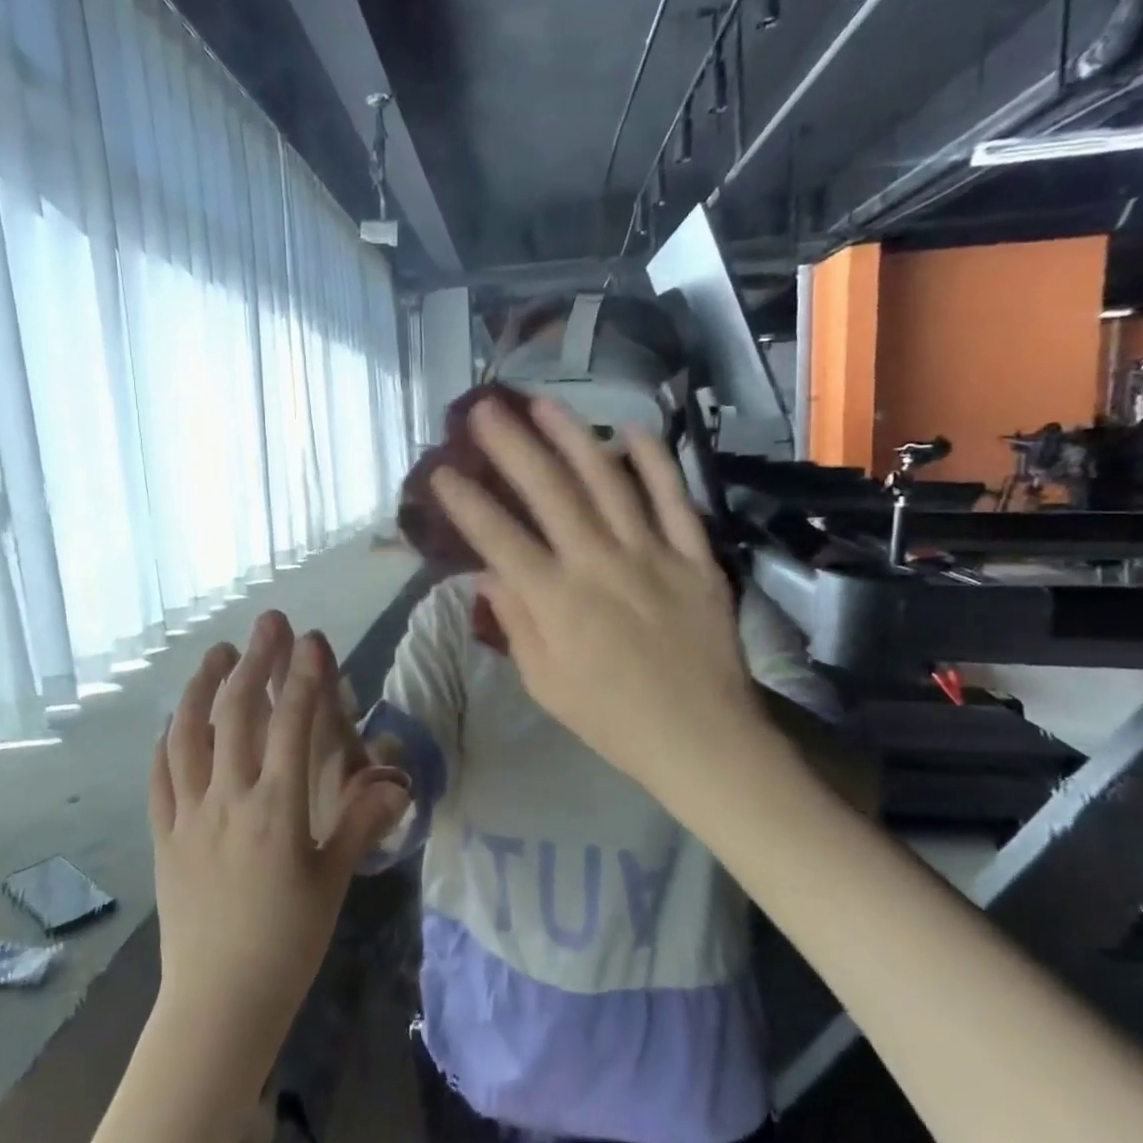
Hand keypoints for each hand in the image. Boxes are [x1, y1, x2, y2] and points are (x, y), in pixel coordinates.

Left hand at [151, 612, 408, 1058]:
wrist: (218, 1003)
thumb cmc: (287, 943)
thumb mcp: (334, 882)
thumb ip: (360, 822)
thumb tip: (395, 780)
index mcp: (277, 808)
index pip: (291, 724)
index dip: (303, 676)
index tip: (311, 639)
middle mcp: (229, 799)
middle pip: (238, 713)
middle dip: (255, 661)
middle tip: (268, 624)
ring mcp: (189, 814)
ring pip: (189, 734)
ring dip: (202, 686)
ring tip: (218, 653)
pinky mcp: (163, 835)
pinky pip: (160, 775)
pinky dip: (167, 739)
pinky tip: (174, 720)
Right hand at [429, 397, 771, 799]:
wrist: (701, 739)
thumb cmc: (612, 719)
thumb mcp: (545, 683)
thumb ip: (515, 622)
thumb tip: (488, 572)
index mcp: (557, 603)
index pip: (499, 539)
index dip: (466, 502)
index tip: (441, 471)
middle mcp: (599, 565)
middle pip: (549, 492)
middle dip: (511, 446)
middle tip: (485, 409)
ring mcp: (652, 554)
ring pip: (608, 482)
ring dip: (573, 437)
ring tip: (544, 403)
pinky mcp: (695, 556)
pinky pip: (675, 499)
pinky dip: (654, 462)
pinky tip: (632, 429)